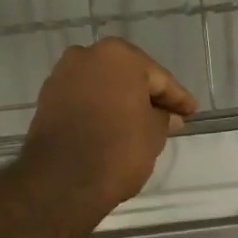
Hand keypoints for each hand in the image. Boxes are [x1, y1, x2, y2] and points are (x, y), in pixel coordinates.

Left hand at [23, 38, 197, 210]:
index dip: (177, 98)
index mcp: (118, 56)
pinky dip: (100, 111)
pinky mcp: (46, 100)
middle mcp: (86, 56)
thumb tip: (166, 115)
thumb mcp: (154, 134)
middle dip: (147, 96)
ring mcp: (62, 77)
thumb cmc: (118, 150)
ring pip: (103, 88)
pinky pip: (84, 101)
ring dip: (122, 103)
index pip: (158, 78)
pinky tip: (113, 128)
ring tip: (141, 126)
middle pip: (128, 77)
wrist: (62, 181)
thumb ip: (163, 118)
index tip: (191, 112)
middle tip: (170, 118)